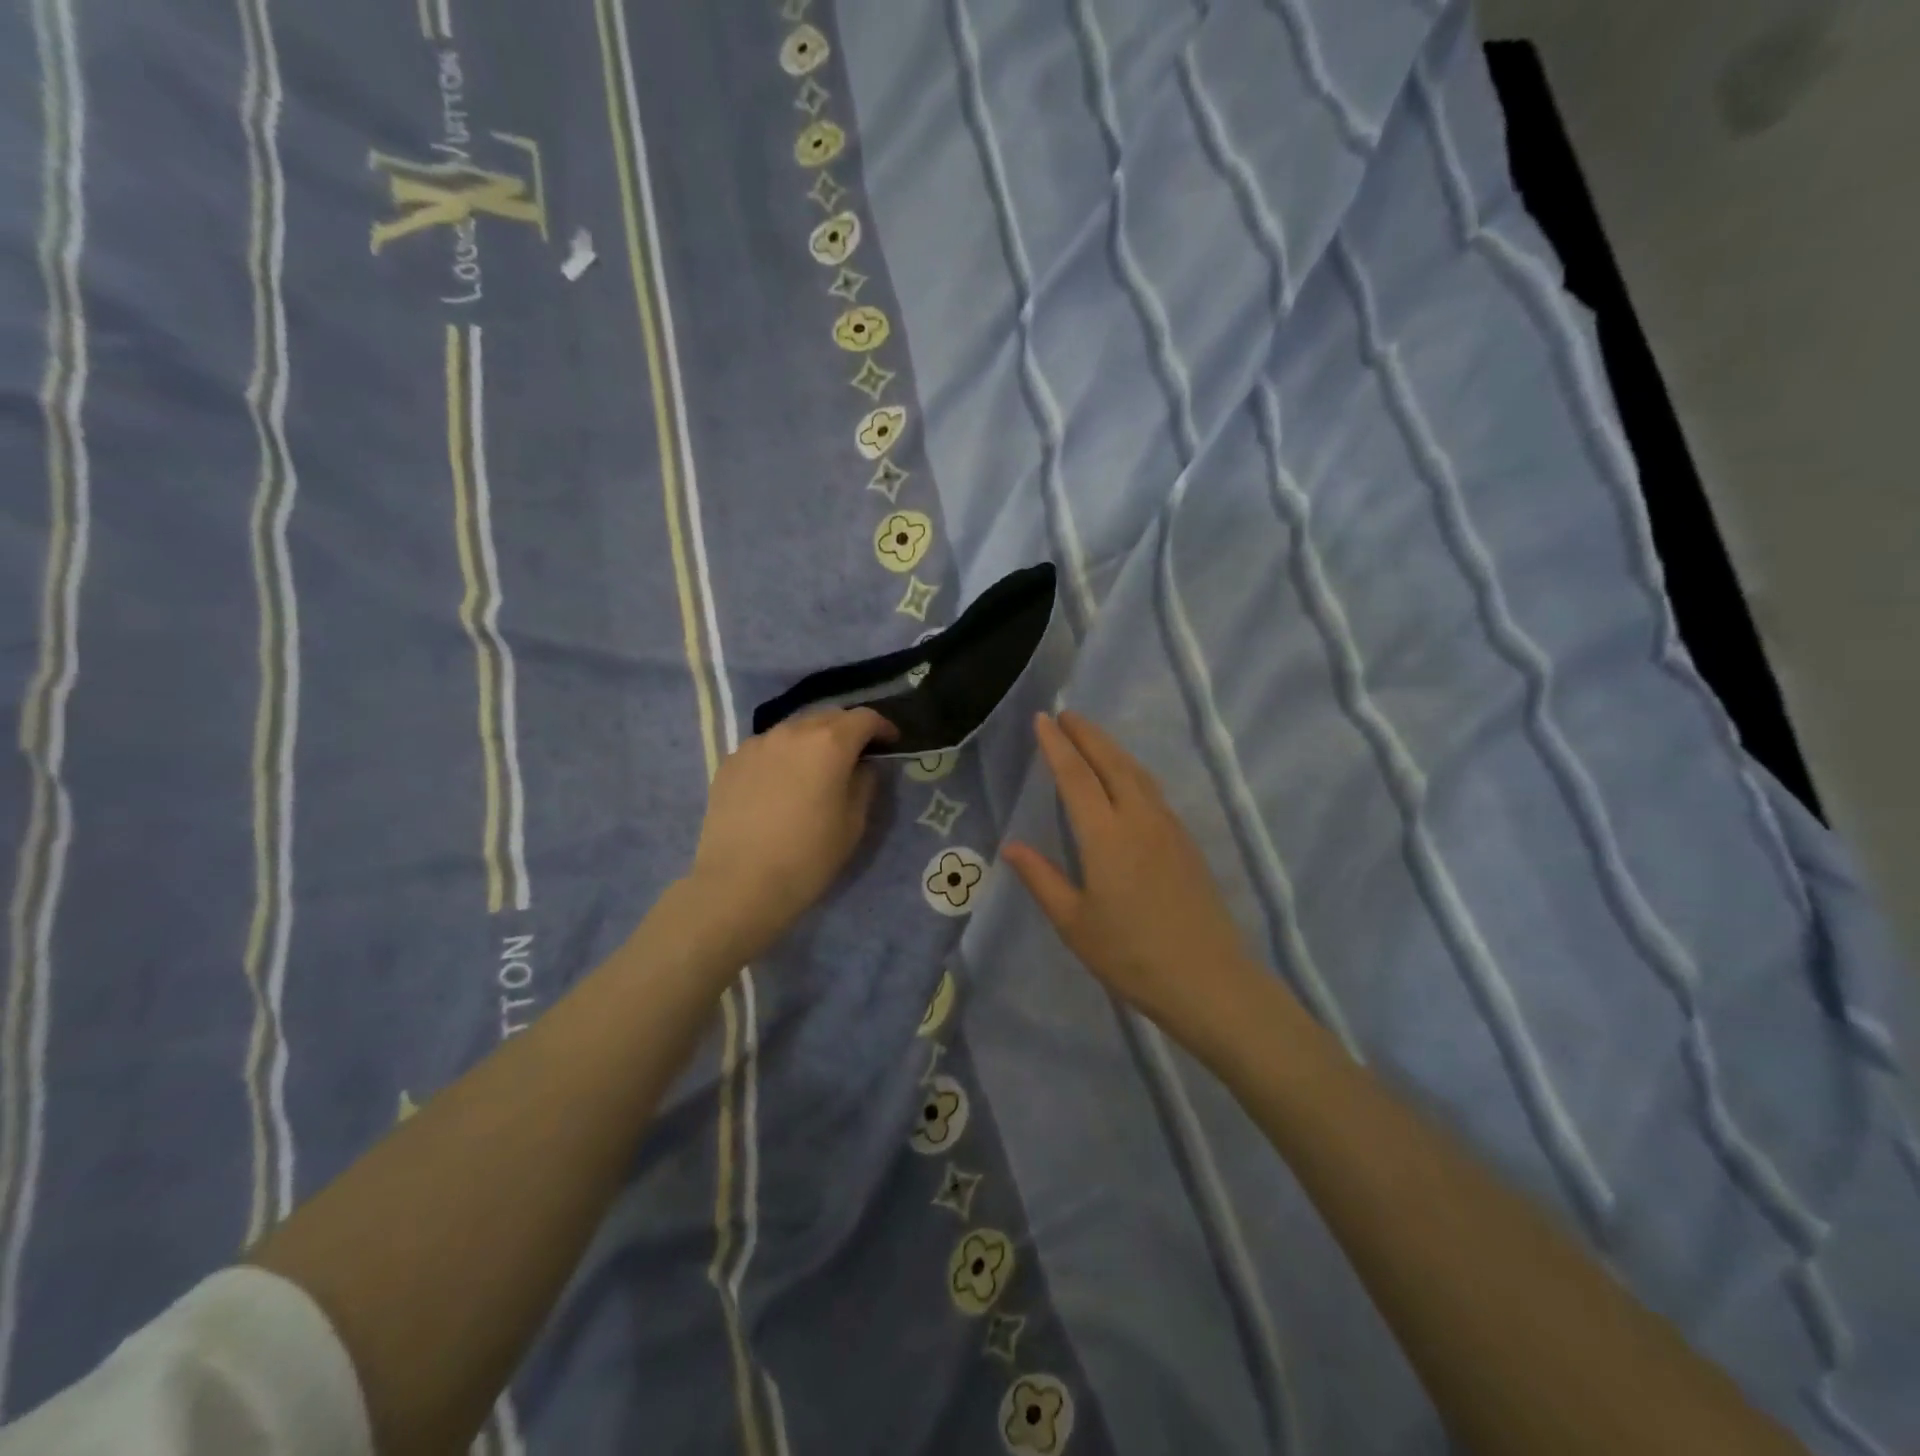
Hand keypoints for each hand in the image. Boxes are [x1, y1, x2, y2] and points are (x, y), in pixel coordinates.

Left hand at [688, 708, 895, 958]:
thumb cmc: (807, 857)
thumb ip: (863, 784)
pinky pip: (766, 747)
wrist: (738, 884)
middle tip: (856, 754)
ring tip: (816, 767)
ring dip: (812, 740)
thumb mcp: (853, 824)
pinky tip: (781, 783)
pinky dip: (782, 755)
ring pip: (793, 729)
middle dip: (847, 729)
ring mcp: (756, 744)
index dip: (882, 727)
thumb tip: (861, 767)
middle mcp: (791, 732)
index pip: (864, 718)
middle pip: (827, 716)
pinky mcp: (730, 762)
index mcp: (829, 743)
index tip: (890, 742)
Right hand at [1003, 712, 1276, 1054]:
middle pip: (1112, 763)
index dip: (1057, 746)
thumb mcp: (1074, 924)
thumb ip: (1042, 879)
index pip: (1076, 777)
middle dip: (1087, 734)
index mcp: (1107, 837)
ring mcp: (1169, 829)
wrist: (1209, 981)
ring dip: (1112, 749)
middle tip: (1066, 714)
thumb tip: (1012, 847)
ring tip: (1092, 737)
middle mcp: (1140, 820)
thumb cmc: (1132, 956)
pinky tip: (1126, 780)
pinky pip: (1153, 791)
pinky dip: (1132, 771)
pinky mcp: (1186, 843)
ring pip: (1137, 774)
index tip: (1043, 719)